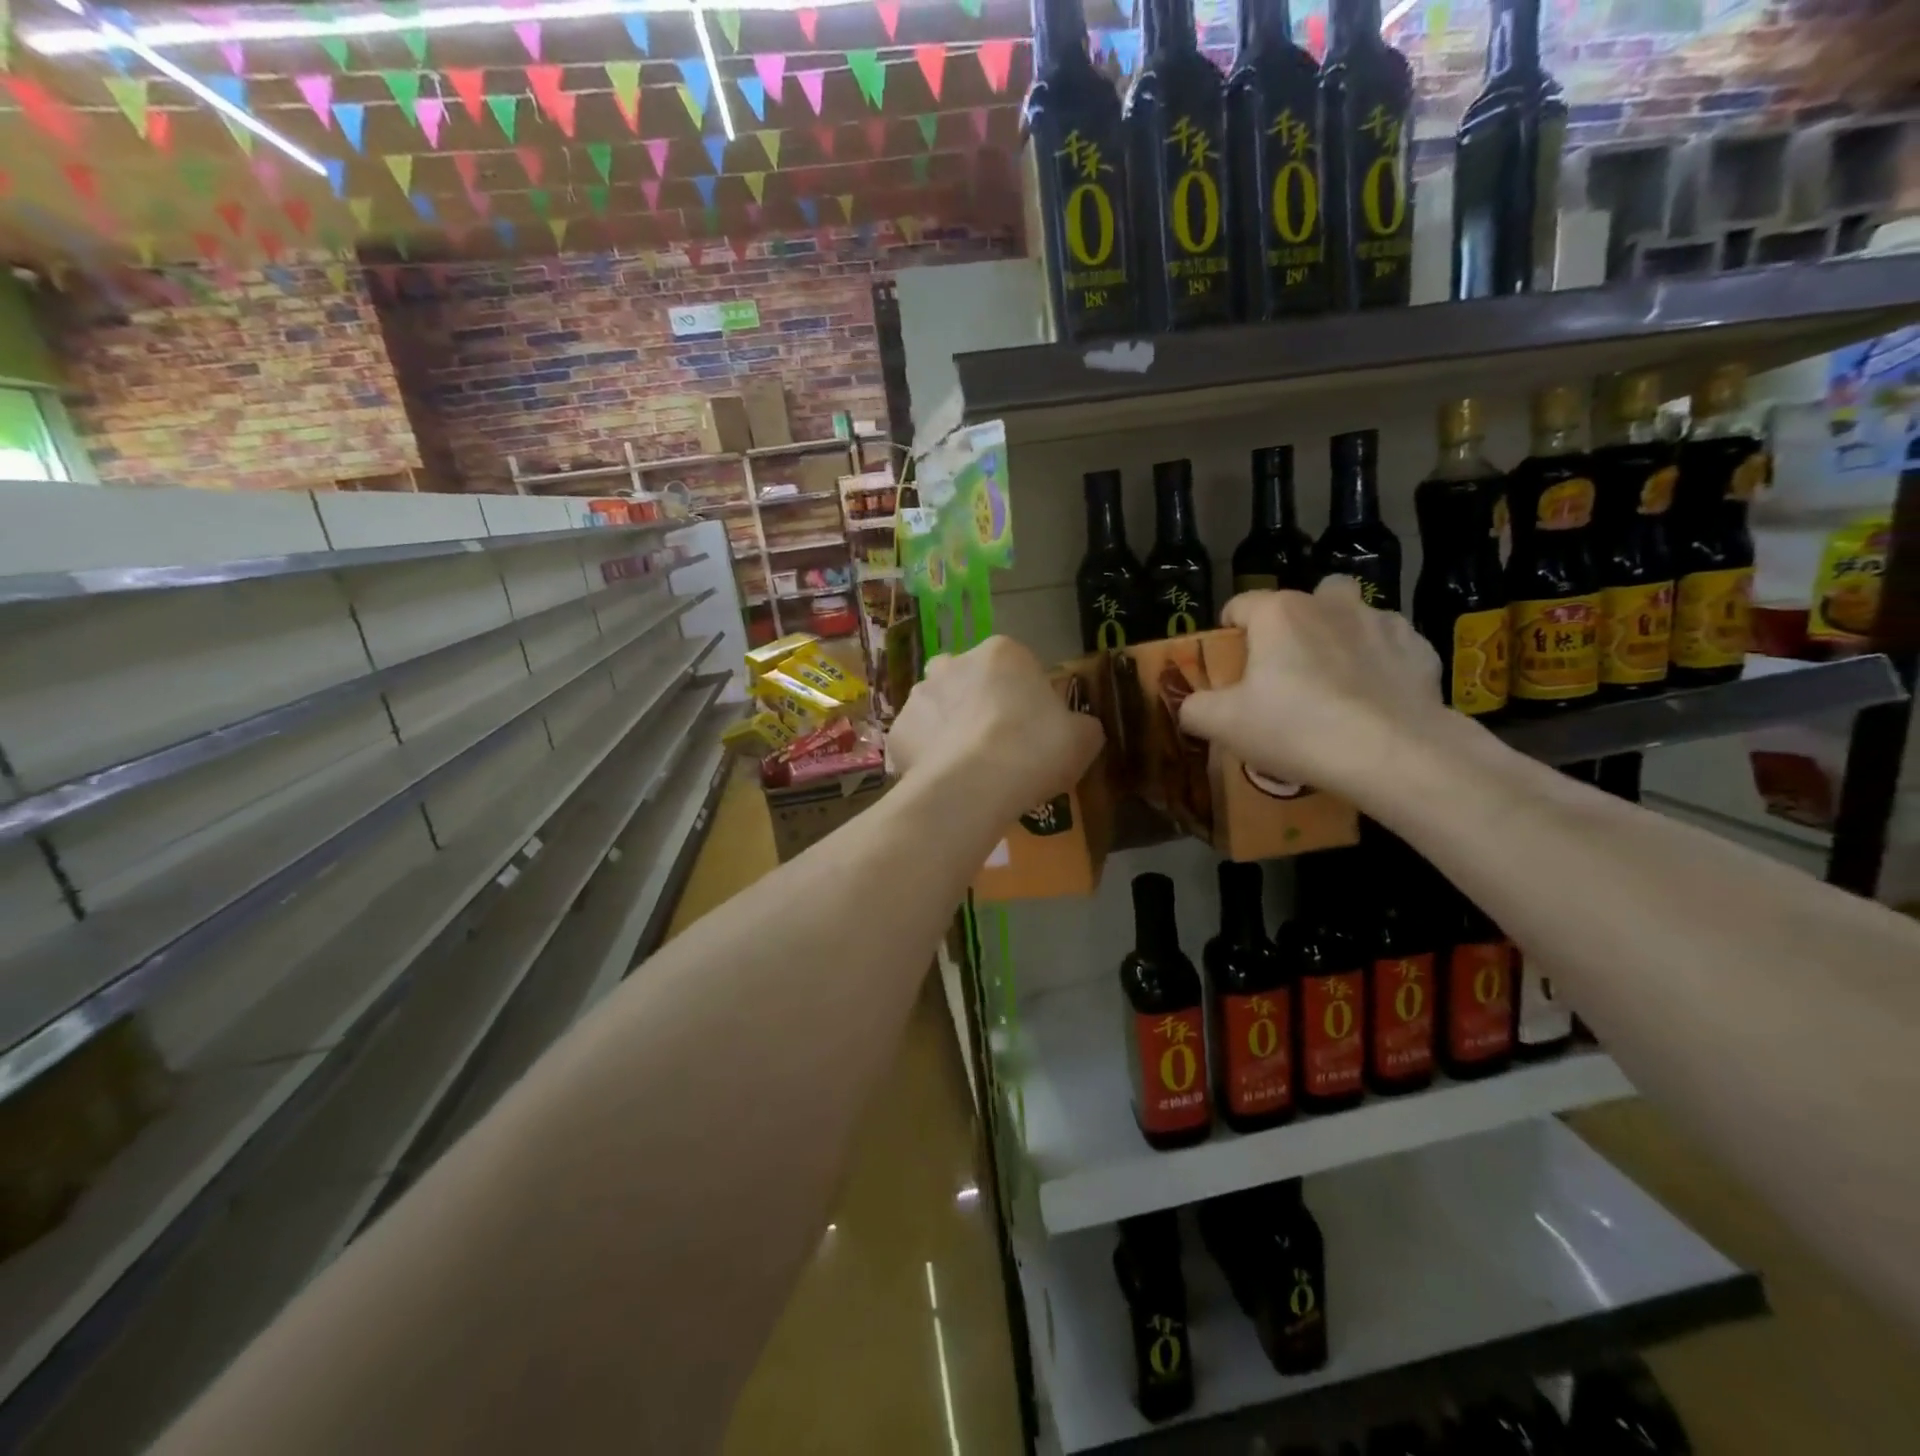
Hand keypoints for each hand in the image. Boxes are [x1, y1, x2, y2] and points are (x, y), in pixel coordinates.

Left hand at [889, 636, 1103, 823]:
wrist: (975, 785)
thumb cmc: (1035, 749)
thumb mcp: (1083, 738)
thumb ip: (1081, 726)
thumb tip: (1078, 729)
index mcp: (1002, 653)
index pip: (1016, 666)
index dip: (1025, 697)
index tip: (1032, 729)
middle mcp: (955, 663)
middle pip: (968, 679)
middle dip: (977, 703)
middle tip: (996, 743)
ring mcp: (920, 695)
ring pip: (936, 707)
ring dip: (948, 727)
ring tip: (966, 766)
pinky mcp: (897, 731)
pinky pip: (915, 742)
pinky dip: (925, 757)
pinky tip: (943, 781)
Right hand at [1178, 580, 1462, 798]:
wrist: (1391, 754)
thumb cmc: (1296, 728)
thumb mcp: (1223, 725)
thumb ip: (1195, 708)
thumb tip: (1190, 706)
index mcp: (1278, 613)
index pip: (1239, 605)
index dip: (1228, 631)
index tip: (1230, 664)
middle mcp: (1329, 604)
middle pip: (1305, 598)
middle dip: (1295, 623)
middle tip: (1288, 667)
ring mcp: (1380, 622)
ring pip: (1353, 615)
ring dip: (1341, 636)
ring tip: (1336, 680)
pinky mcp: (1420, 650)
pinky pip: (1392, 646)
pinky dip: (1381, 663)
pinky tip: (1375, 698)